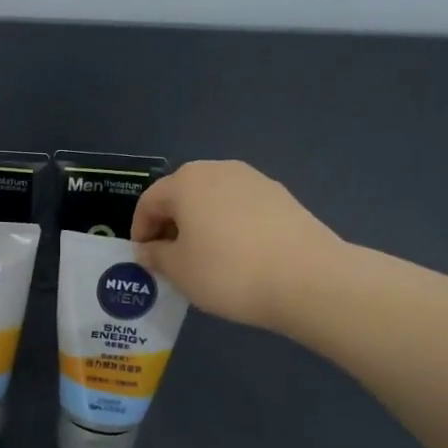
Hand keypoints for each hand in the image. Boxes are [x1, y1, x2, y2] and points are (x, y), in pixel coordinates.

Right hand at [130, 160, 341, 332]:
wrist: (307, 278)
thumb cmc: (228, 271)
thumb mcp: (179, 270)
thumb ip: (155, 255)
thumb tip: (148, 248)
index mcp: (186, 181)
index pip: (149, 202)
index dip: (140, 231)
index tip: (144, 259)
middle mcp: (219, 169)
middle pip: (183, 195)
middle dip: (171, 225)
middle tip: (172, 259)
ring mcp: (255, 180)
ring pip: (214, 200)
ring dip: (202, 225)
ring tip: (206, 259)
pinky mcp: (282, 197)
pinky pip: (242, 209)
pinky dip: (231, 227)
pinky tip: (238, 257)